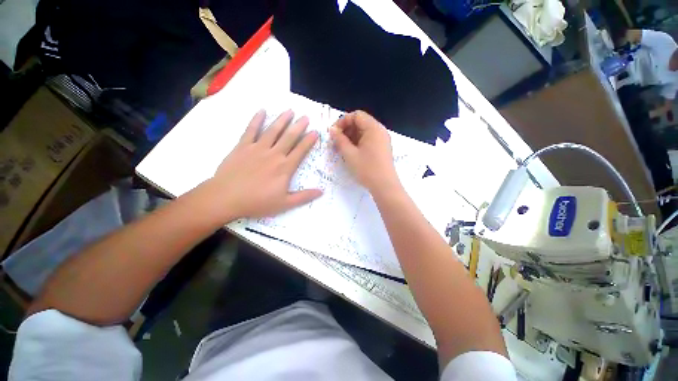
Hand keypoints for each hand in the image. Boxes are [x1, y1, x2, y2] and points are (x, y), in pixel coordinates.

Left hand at [203, 110, 321, 221]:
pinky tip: (262, 111)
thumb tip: (321, 192)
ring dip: (282, 120)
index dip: (309, 141)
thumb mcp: (285, 203)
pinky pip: (251, 130)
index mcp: (285, 167)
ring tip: (290, 111)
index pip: (300, 150)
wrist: (226, 198)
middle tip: (305, 117)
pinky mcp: (243, 146)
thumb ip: (304, 196)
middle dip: (299, 126)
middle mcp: (274, 154)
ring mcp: (258, 148)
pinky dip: (256, 120)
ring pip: (273, 130)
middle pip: (289, 137)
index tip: (315, 132)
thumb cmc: (258, 202)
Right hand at [330, 111, 400, 192]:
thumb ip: (339, 140)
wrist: (385, 186)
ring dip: (351, 138)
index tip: (333, 133)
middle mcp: (379, 131)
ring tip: (341, 149)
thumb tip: (332, 130)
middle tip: (335, 142)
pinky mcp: (381, 149)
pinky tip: (350, 153)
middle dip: (346, 130)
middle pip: (360, 123)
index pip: (356, 115)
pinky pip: (368, 140)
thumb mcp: (350, 154)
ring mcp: (382, 140)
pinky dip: (358, 144)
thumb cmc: (367, 169)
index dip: (342, 122)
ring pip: (363, 133)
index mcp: (373, 128)